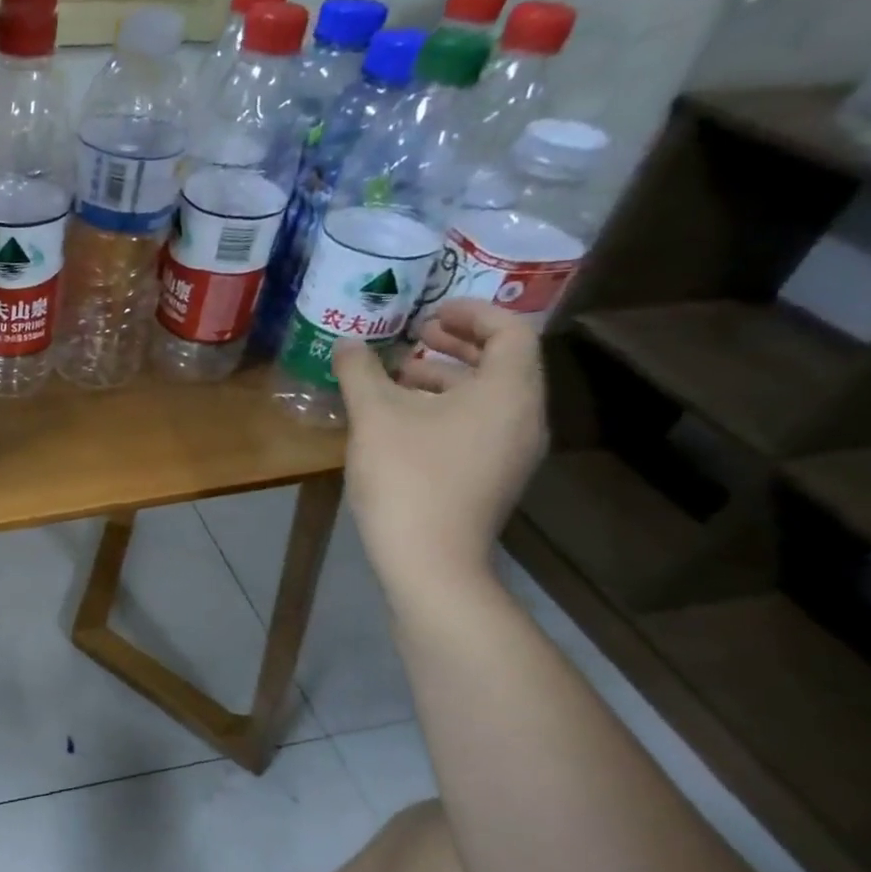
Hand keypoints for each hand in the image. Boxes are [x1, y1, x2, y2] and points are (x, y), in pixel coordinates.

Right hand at [333, 299, 546, 593]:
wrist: (430, 559)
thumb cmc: (408, 476)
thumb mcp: (375, 416)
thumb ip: (360, 371)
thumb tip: (346, 343)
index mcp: (509, 391)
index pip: (509, 331)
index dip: (471, 312)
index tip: (429, 312)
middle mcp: (524, 417)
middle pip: (502, 363)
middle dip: (457, 344)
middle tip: (414, 337)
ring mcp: (513, 451)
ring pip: (488, 397)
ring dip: (447, 378)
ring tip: (398, 379)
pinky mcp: (495, 477)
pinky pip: (480, 425)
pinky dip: (448, 409)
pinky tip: (403, 421)